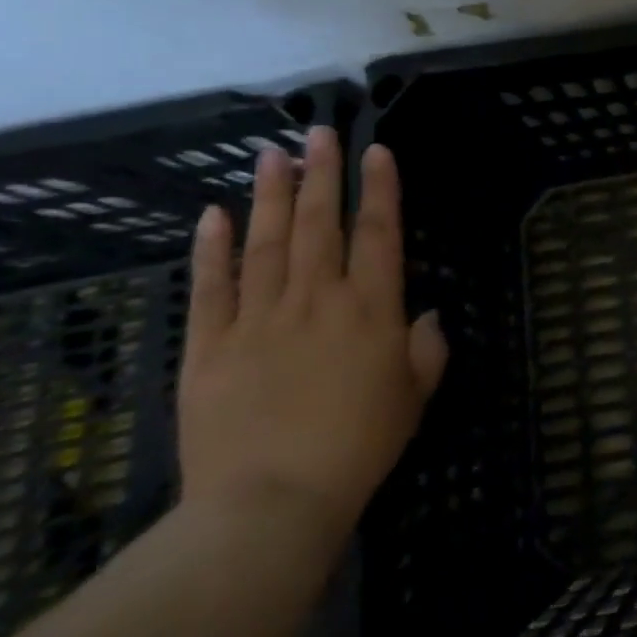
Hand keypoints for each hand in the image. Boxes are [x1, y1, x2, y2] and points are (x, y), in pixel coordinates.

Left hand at [177, 128, 446, 550]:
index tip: (375, 150)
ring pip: (265, 242)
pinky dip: (211, 248)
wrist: (270, 504)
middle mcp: (317, 298)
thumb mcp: (414, 397)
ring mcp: (259, 318)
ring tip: (271, 153)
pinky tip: (213, 214)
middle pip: (318, 223)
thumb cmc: (359, 447)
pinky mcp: (210, 346)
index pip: (378, 232)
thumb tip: (427, 314)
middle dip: (320, 173)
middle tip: (317, 131)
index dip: (379, 187)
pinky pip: (211, 287)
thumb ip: (427, 348)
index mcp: (370, 309)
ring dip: (270, 194)